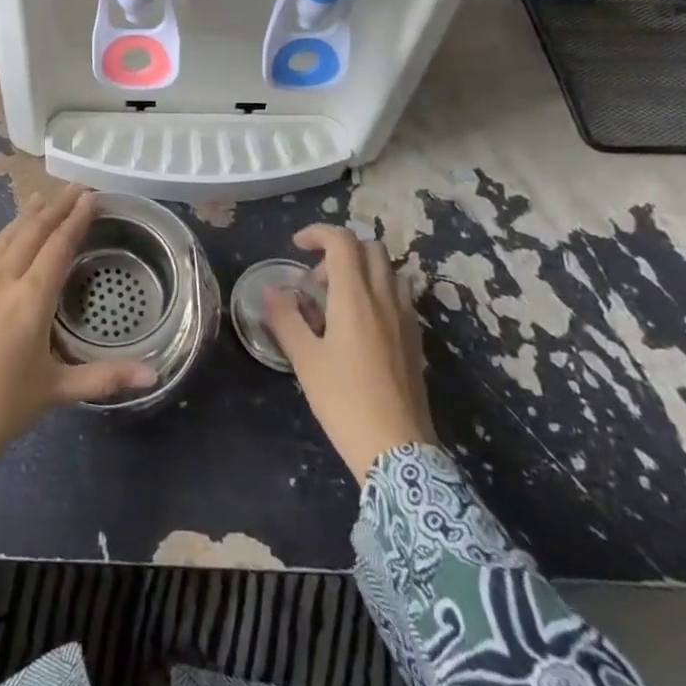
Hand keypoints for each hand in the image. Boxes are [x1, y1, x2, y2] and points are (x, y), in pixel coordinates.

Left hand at [0, 187, 155, 470]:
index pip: (59, 247)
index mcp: (32, 299)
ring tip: (36, 200)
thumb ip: (105, 377)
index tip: (90, 197)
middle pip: (30, 234)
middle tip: (71, 189)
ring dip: (20, 219)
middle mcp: (1, 283)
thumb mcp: (57, 391)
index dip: (76, 220)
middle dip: (54, 209)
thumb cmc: (4, 409)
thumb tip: (154, 376)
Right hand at [263, 224, 436, 482]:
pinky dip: (379, 291)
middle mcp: (384, 298)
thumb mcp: (305, 359)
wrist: (399, 452)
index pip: (342, 241)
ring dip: (362, 270)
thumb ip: (285, 318)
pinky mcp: (416, 339)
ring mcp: (405, 318)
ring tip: (339, 300)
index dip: (318, 233)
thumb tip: (269, 289)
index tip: (296, 246)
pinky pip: (400, 295)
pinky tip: (362, 323)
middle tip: (316, 280)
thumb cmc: (345, 401)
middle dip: (340, 251)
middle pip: (370, 248)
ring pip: (389, 270)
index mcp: (355, 297)